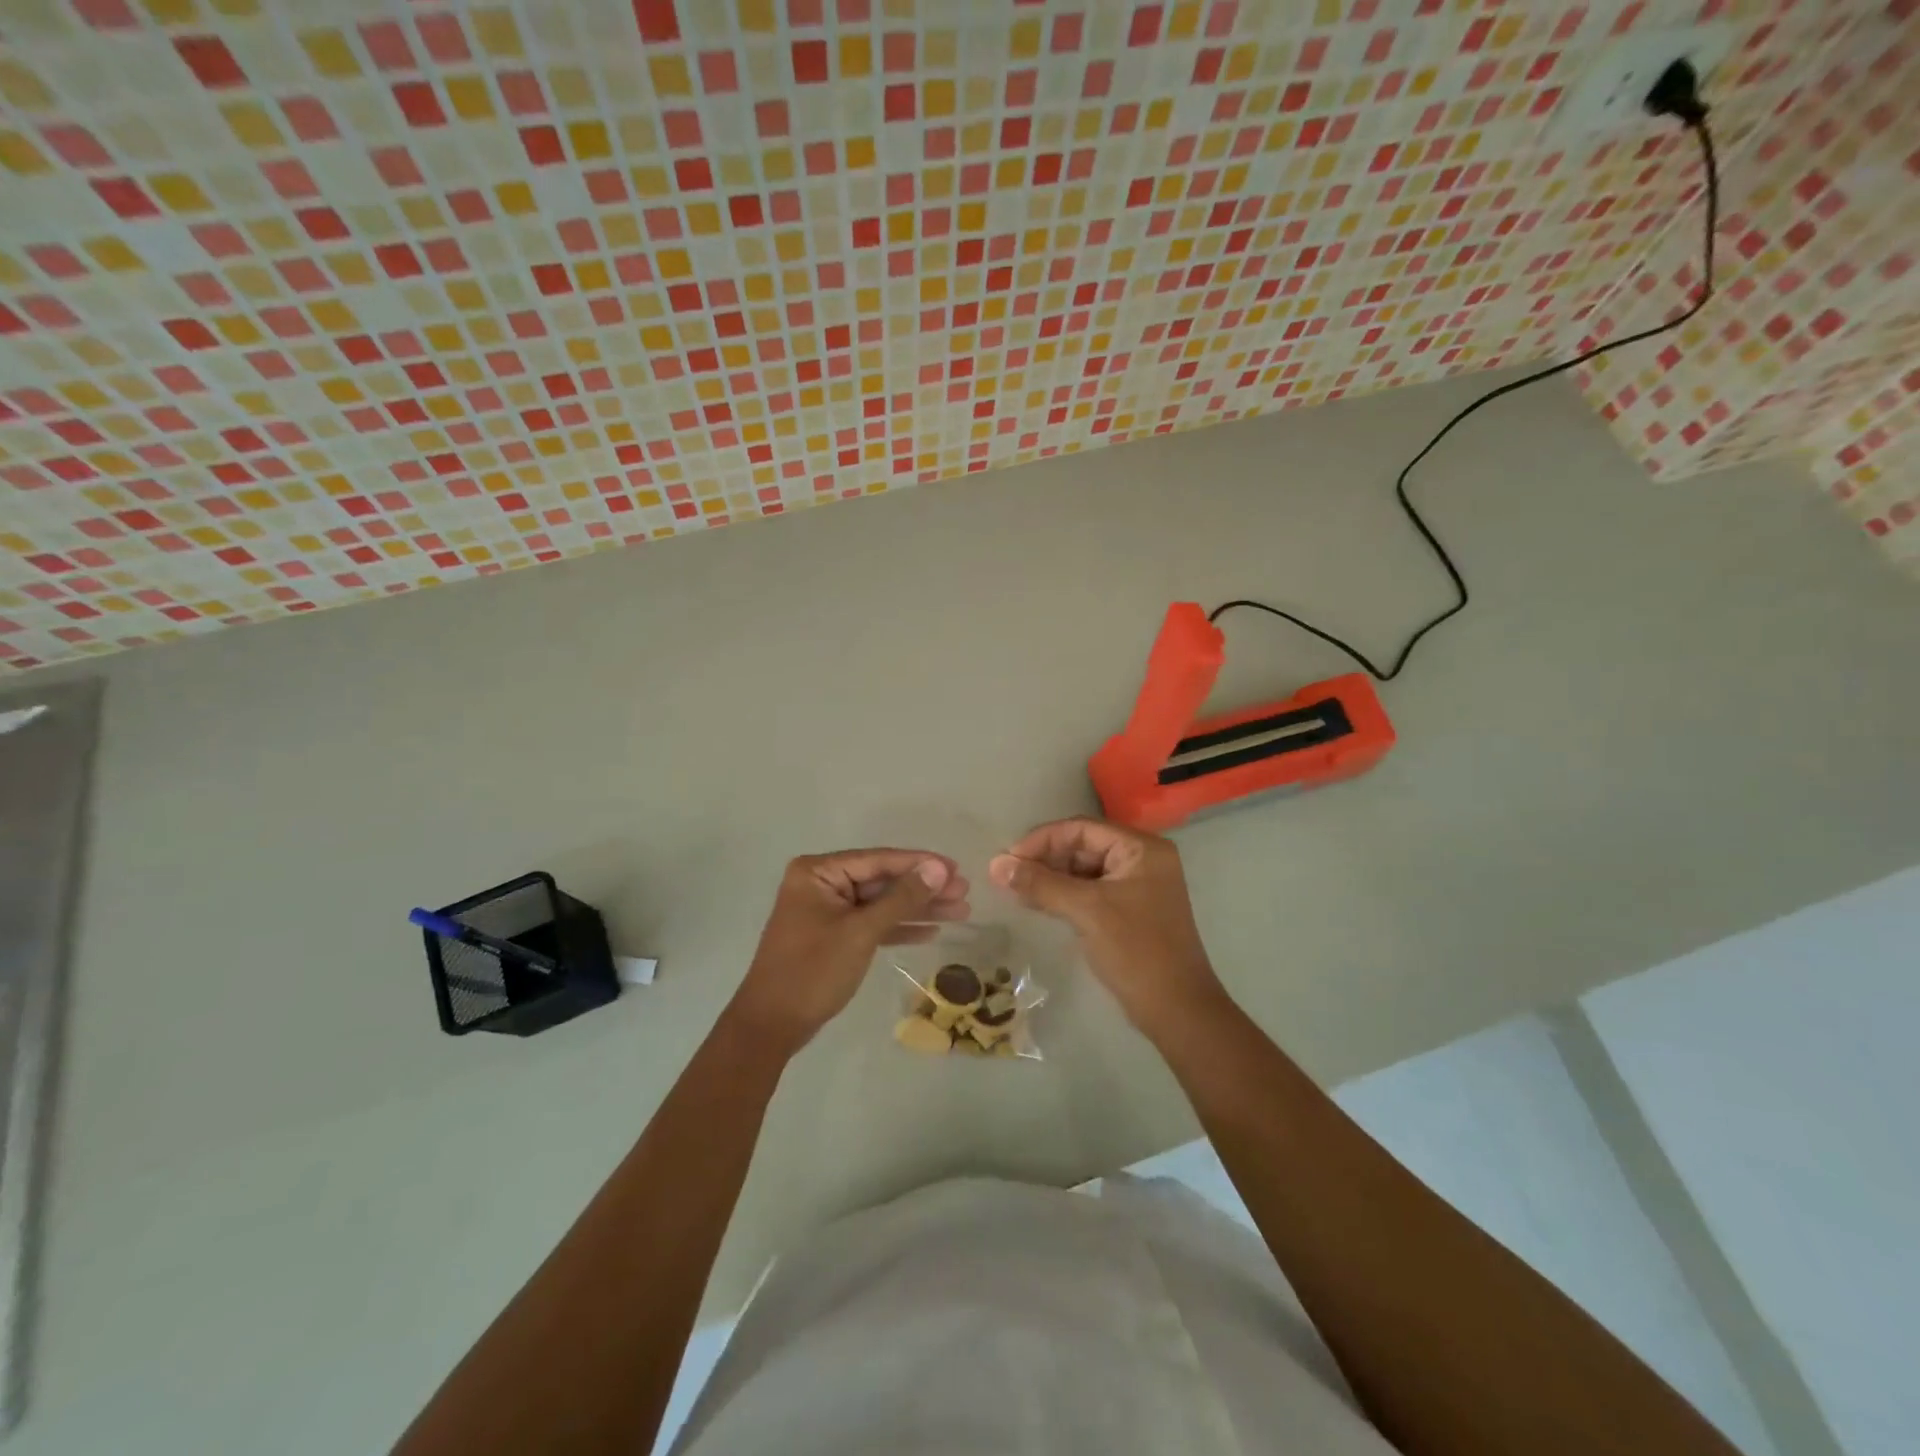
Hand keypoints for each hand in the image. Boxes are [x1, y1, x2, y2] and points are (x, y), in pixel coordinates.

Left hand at [729, 849, 969, 1054]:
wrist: (771, 1026)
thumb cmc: (813, 972)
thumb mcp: (861, 932)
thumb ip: (902, 898)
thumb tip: (939, 868)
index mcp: (818, 872)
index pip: (878, 860)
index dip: (919, 864)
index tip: (956, 868)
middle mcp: (821, 883)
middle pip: (882, 881)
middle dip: (923, 889)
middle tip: (965, 893)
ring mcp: (827, 910)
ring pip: (881, 904)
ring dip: (918, 909)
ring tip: (960, 911)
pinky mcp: (833, 935)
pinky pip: (871, 924)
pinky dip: (899, 928)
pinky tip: (931, 931)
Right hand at [989, 818, 1222, 1032]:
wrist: (1177, 1011)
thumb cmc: (1136, 951)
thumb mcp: (1086, 911)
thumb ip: (1040, 884)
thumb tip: (995, 865)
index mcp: (1141, 848)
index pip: (1081, 829)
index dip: (1042, 840)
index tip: (1008, 859)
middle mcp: (1142, 859)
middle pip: (1082, 846)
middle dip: (1044, 859)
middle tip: (1008, 877)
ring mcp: (1137, 885)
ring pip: (1083, 870)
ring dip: (1050, 878)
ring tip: (1015, 891)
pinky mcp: (1129, 910)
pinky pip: (1089, 891)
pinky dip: (1063, 895)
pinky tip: (1037, 904)